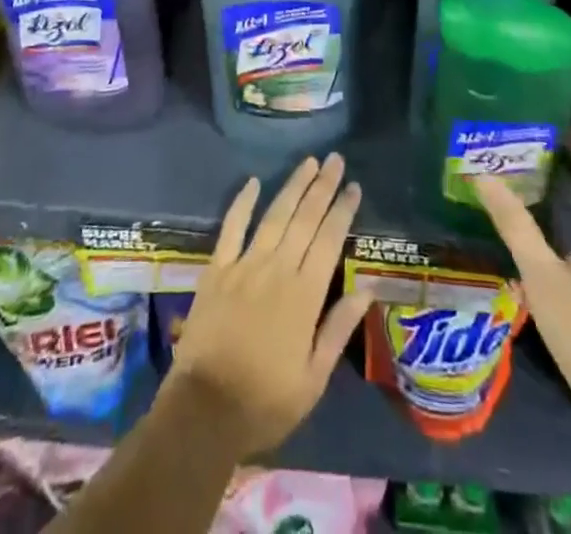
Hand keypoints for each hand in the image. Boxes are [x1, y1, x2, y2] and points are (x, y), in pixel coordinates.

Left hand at [165, 154, 371, 462]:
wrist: (203, 412)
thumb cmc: (265, 402)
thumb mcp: (312, 379)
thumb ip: (338, 329)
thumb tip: (366, 289)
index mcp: (304, 296)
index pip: (329, 241)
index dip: (342, 211)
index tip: (354, 186)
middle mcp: (277, 270)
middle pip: (304, 219)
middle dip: (322, 187)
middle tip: (335, 159)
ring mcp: (244, 266)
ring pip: (274, 216)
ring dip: (293, 186)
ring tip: (309, 162)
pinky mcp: (217, 270)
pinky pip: (231, 228)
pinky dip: (242, 203)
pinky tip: (253, 182)